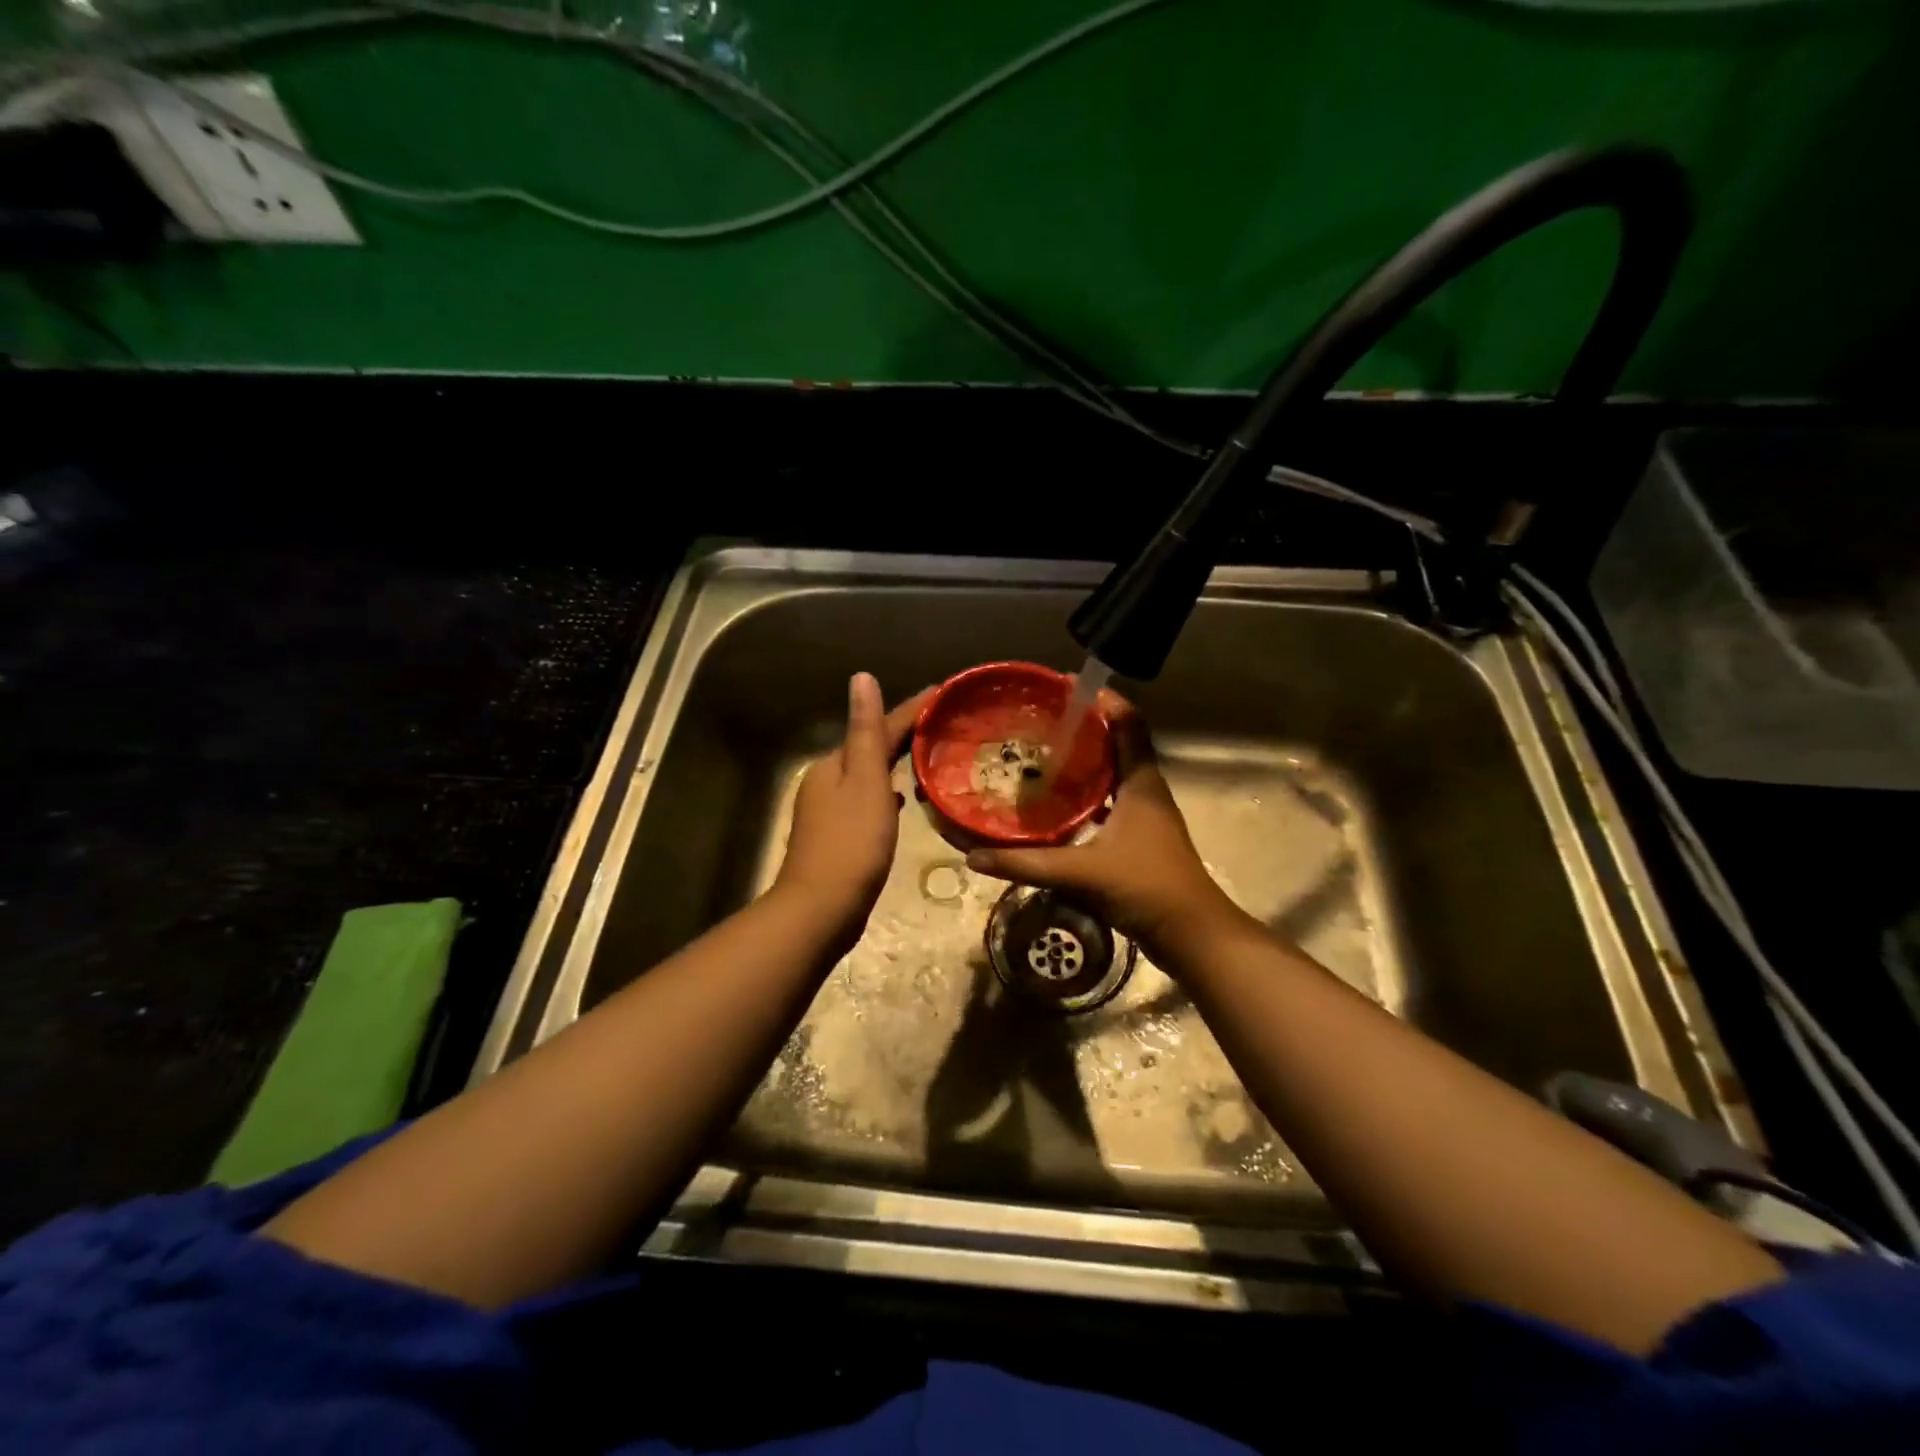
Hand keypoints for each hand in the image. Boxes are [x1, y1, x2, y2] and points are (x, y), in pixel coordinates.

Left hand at [774, 673, 932, 941]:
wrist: (821, 909)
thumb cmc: (852, 843)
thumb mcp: (865, 781)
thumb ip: (866, 731)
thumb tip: (861, 677)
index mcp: (834, 764)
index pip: (878, 727)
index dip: (912, 710)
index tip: (944, 694)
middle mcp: (826, 781)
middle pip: (871, 748)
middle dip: (905, 735)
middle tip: (945, 724)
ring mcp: (829, 811)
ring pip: (870, 776)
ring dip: (896, 764)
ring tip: (931, 757)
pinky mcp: (838, 837)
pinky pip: (869, 801)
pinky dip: (887, 793)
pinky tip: (902, 800)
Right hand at [965, 693, 1238, 951]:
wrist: (1192, 936)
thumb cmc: (1145, 888)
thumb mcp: (1082, 872)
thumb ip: (1027, 864)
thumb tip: (974, 857)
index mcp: (1141, 783)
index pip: (1128, 723)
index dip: (1102, 700)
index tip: (1065, 686)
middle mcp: (1146, 791)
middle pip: (1118, 744)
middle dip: (1083, 729)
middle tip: (1041, 722)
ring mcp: (1145, 816)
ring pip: (1113, 775)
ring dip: (1085, 763)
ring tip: (1042, 756)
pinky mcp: (1140, 839)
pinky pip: (1109, 802)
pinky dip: (1085, 796)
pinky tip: (1056, 807)